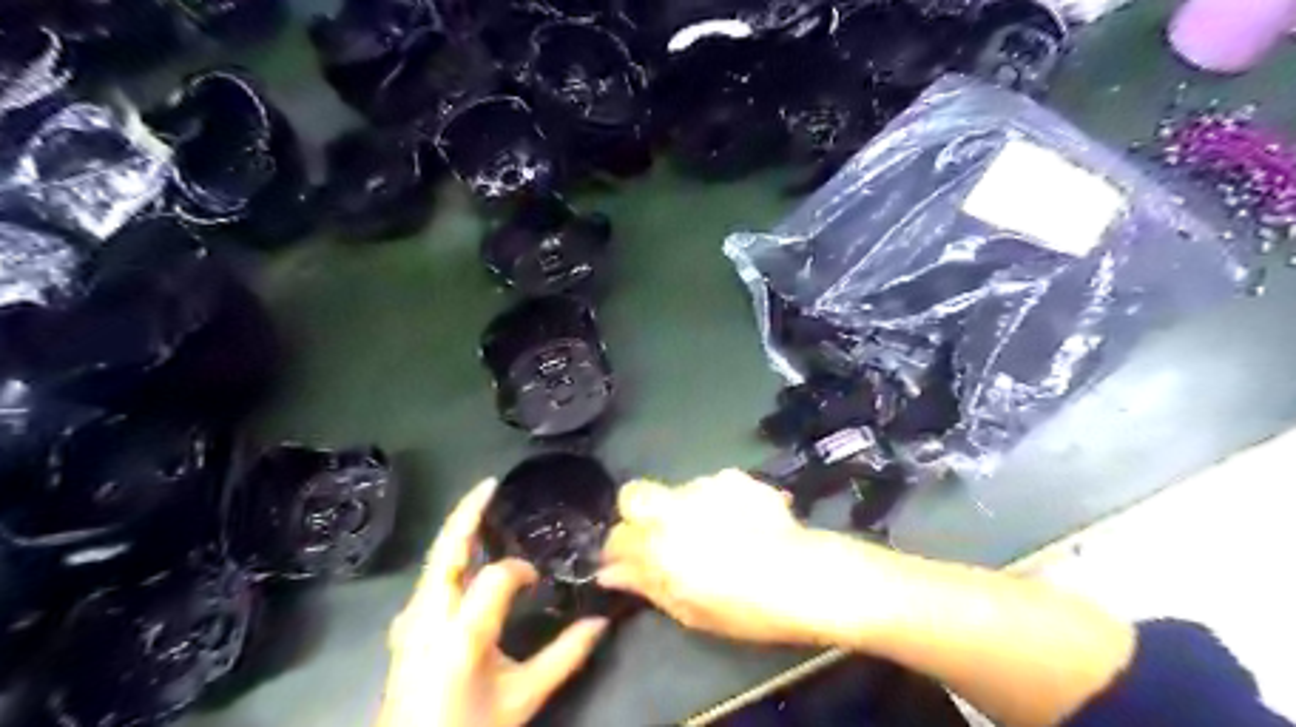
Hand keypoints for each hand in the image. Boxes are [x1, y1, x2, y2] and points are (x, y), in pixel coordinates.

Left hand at [378, 479, 610, 722]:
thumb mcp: (523, 699)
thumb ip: (565, 658)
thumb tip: (601, 623)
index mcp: (461, 634)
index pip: (497, 577)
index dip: (520, 571)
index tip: (538, 580)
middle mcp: (428, 617)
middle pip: (446, 549)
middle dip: (467, 512)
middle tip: (491, 484)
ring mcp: (409, 620)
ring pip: (433, 560)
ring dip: (457, 530)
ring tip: (480, 509)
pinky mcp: (404, 627)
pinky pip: (429, 578)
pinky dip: (448, 555)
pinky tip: (464, 556)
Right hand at [594, 470, 840, 647]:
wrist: (802, 576)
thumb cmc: (743, 606)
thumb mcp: (689, 609)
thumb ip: (646, 584)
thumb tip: (610, 574)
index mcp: (657, 545)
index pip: (617, 536)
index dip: (620, 549)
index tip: (629, 560)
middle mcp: (673, 508)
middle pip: (633, 495)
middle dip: (637, 512)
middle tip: (662, 536)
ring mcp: (704, 487)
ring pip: (677, 492)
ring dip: (684, 508)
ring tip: (717, 533)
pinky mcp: (734, 478)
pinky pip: (712, 487)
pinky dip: (718, 501)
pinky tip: (741, 522)